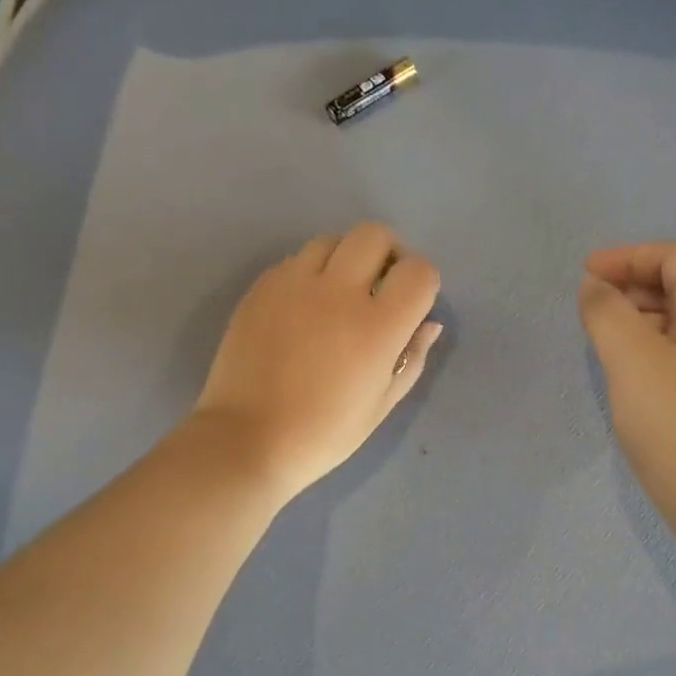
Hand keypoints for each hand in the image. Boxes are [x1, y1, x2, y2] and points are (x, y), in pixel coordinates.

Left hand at [194, 221, 442, 498]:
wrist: (247, 441)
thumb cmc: (324, 433)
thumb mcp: (382, 403)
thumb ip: (412, 356)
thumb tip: (428, 322)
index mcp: (377, 326)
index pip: (419, 270)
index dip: (423, 281)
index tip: (412, 302)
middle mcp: (337, 292)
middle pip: (375, 234)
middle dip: (388, 252)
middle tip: (380, 284)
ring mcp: (293, 284)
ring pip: (331, 240)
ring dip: (346, 258)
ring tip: (338, 293)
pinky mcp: (261, 288)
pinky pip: (295, 260)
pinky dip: (310, 272)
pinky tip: (304, 307)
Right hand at [578, 242, 675, 541]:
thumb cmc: (675, 417)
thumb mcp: (630, 354)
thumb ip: (605, 310)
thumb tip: (595, 288)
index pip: (675, 256)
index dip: (628, 256)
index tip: (585, 273)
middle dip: (630, 285)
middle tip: (588, 306)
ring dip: (636, 317)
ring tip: (599, 336)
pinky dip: (646, 345)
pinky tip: (623, 368)